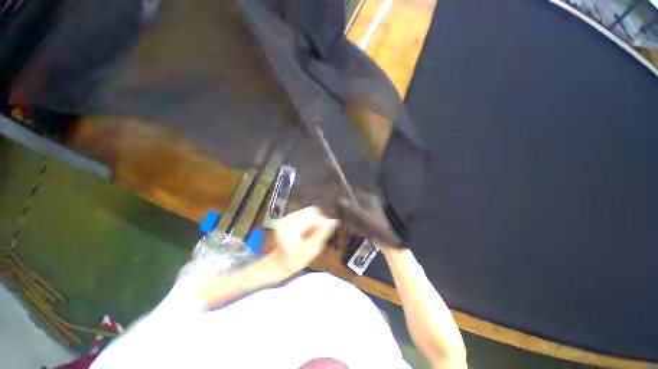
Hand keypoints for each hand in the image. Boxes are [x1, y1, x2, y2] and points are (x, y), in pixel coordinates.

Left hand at [269, 206, 337, 275]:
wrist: (279, 263)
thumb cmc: (296, 260)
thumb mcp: (312, 249)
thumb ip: (322, 233)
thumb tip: (333, 221)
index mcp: (292, 227)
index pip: (314, 217)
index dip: (324, 221)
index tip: (329, 228)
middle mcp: (288, 218)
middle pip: (311, 210)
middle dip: (319, 219)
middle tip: (322, 230)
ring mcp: (286, 217)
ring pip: (308, 211)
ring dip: (314, 219)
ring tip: (313, 232)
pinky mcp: (287, 217)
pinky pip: (303, 214)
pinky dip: (309, 220)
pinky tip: (307, 230)